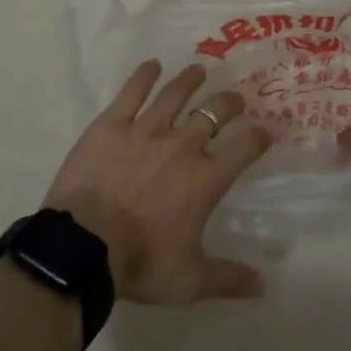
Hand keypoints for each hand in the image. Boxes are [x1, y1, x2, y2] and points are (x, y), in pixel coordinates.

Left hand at [45, 60, 272, 302]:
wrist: (85, 247)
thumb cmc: (141, 263)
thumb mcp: (189, 280)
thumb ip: (228, 278)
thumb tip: (263, 286)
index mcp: (206, 178)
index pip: (245, 148)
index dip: (259, 137)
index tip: (266, 131)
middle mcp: (183, 145)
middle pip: (214, 113)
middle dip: (230, 103)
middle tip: (235, 98)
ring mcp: (146, 130)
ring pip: (175, 94)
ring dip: (191, 80)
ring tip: (199, 70)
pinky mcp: (112, 124)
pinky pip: (132, 92)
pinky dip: (144, 76)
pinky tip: (152, 65)